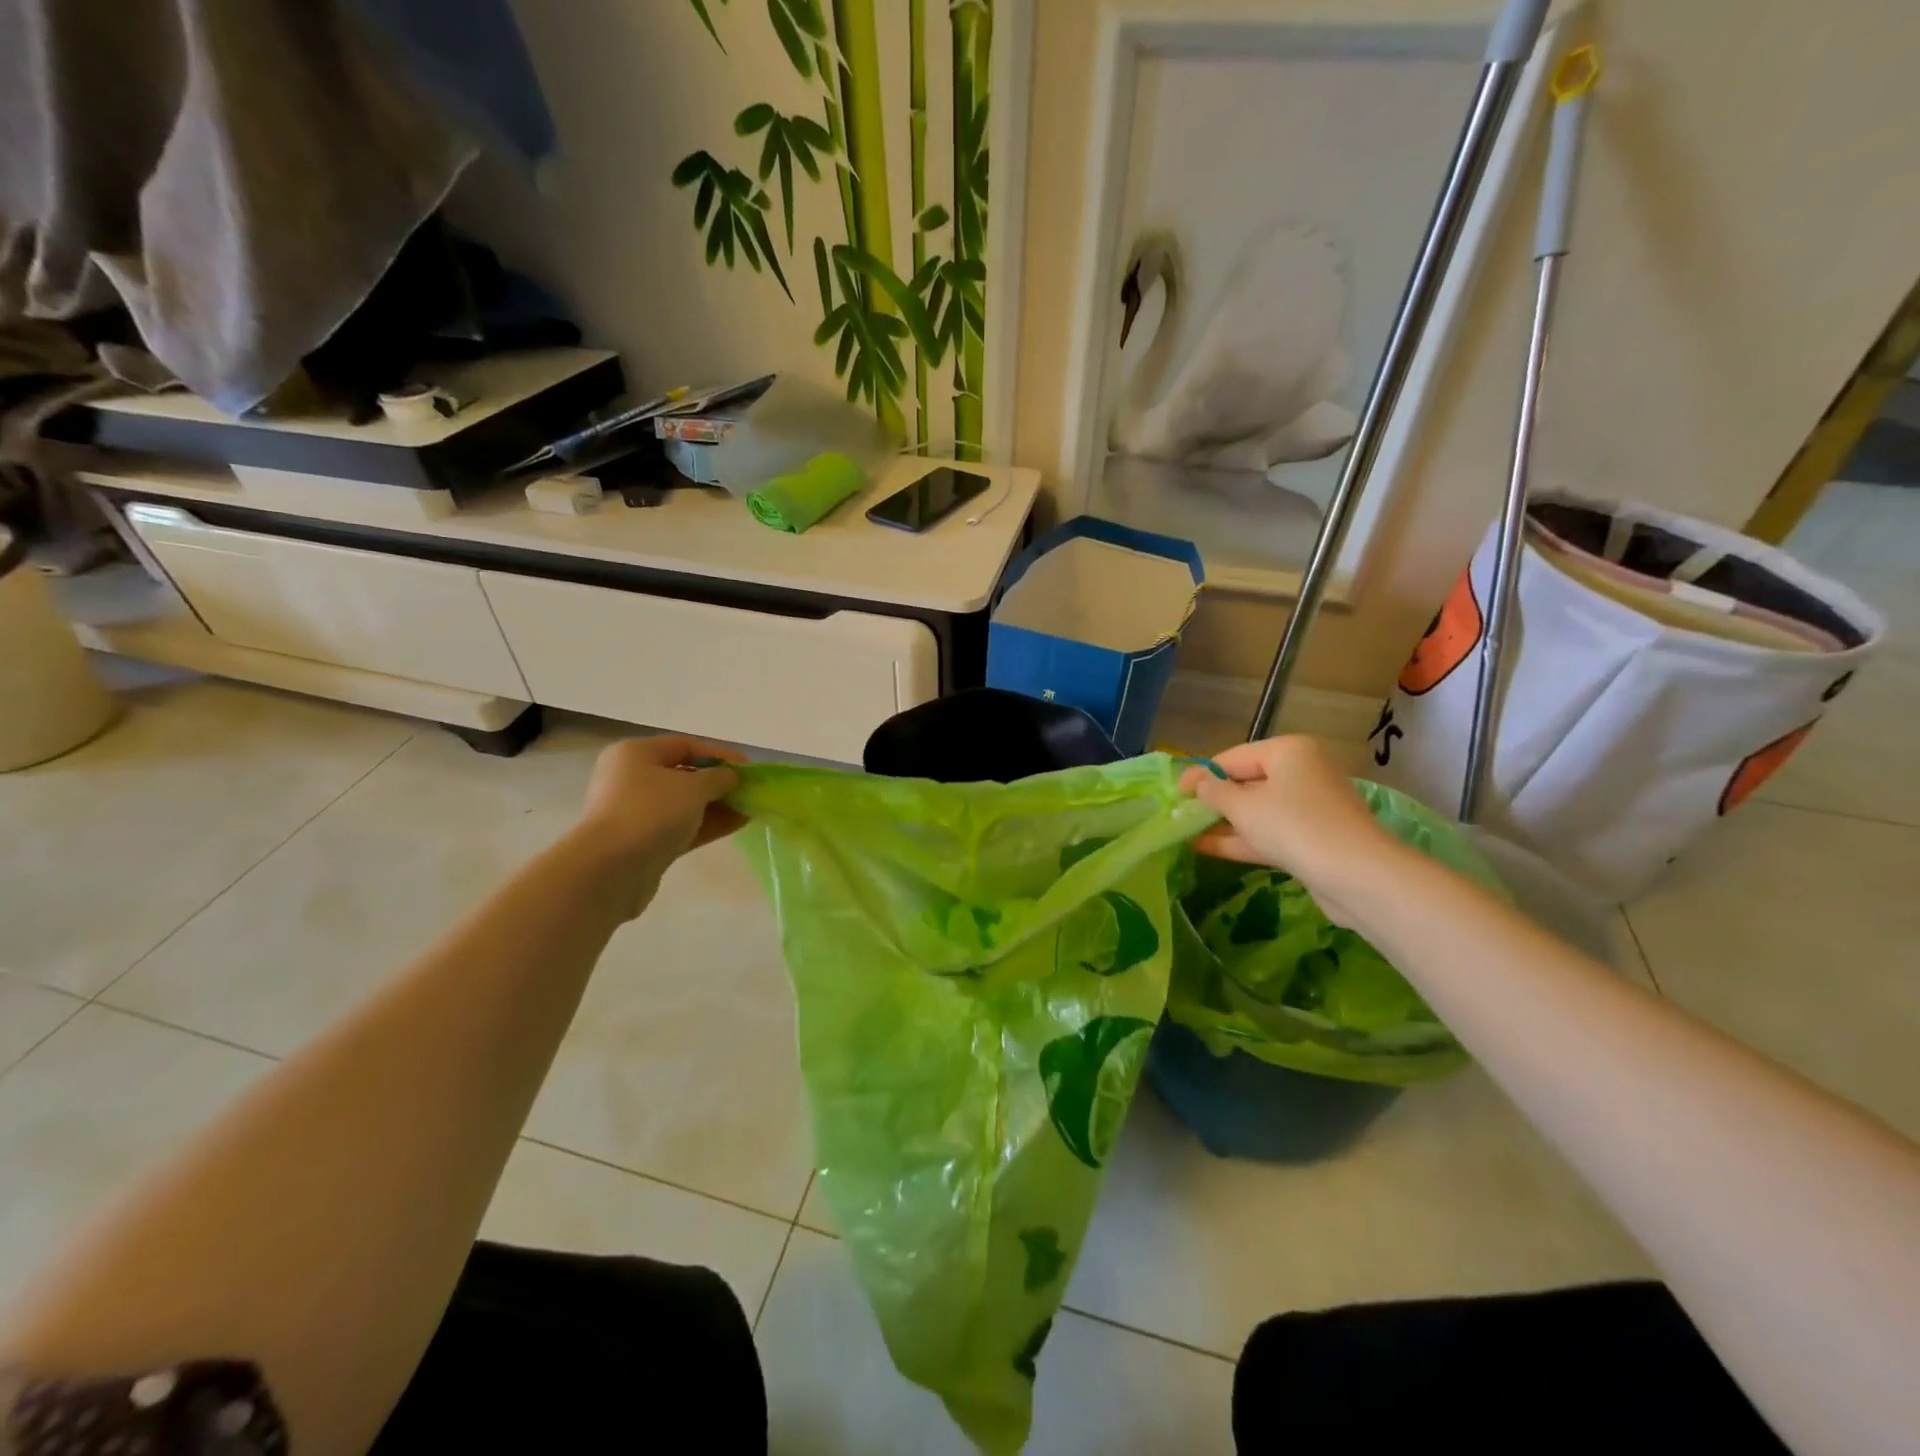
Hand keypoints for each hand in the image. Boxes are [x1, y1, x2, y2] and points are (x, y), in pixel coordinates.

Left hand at [575, 736, 746, 914]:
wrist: (610, 870)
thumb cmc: (650, 813)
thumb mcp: (693, 788)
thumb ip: (719, 778)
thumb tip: (730, 777)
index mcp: (635, 754)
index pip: (686, 745)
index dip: (720, 754)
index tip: (750, 769)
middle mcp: (632, 779)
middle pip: (685, 775)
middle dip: (720, 782)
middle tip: (751, 791)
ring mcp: (637, 812)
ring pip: (685, 804)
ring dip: (718, 805)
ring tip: (751, 809)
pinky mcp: (645, 842)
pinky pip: (682, 826)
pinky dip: (708, 824)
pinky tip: (738, 824)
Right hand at [1178, 736, 1397, 922]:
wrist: (1356, 875)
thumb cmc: (1294, 826)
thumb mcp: (1243, 806)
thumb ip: (1214, 793)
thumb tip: (1198, 785)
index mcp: (1288, 751)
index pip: (1232, 757)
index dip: (1200, 774)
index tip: (1174, 794)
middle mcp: (1301, 772)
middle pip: (1246, 782)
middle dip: (1212, 800)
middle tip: (1179, 814)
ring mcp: (1309, 807)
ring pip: (1256, 810)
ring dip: (1222, 822)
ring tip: (1185, 833)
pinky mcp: (1311, 838)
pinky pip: (1268, 832)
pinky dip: (1240, 838)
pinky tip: (1206, 848)